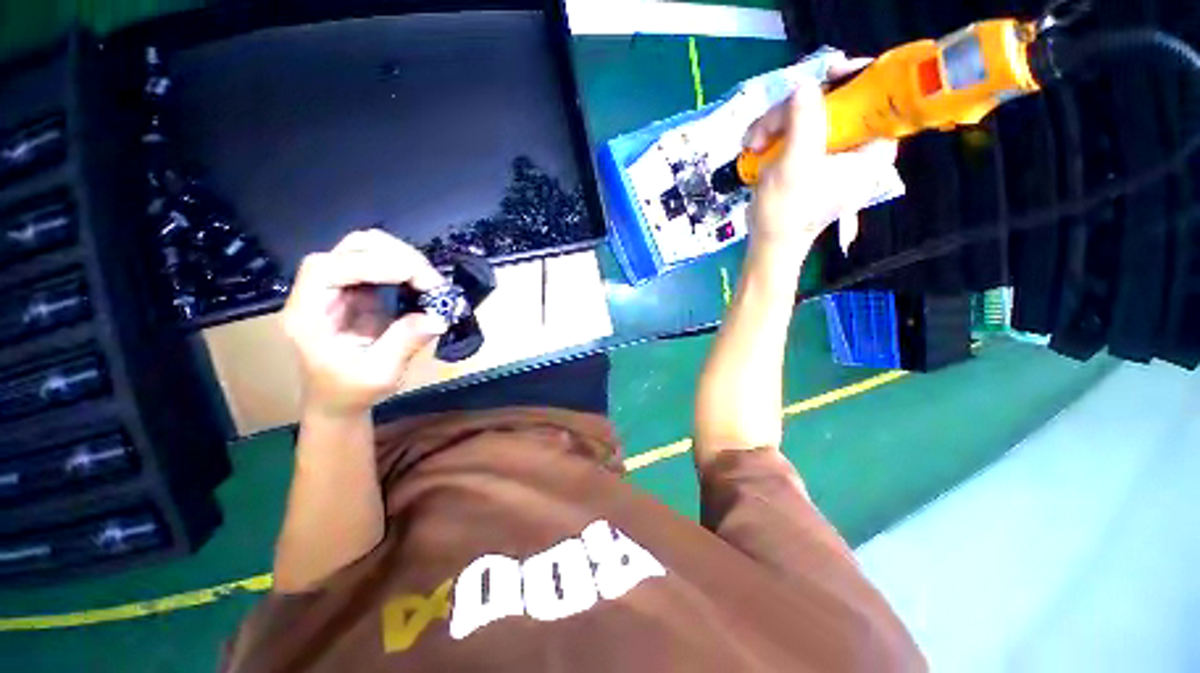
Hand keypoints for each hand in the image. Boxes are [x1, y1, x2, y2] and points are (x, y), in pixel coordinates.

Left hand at [282, 230, 447, 417]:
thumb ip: (405, 342)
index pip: (329, 269)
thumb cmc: (351, 391)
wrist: (340, 399)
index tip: (416, 277)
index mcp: (308, 314)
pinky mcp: (360, 290)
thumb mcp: (379, 374)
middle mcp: (320, 291)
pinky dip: (407, 267)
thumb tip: (439, 317)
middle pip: (351, 248)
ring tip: (431, 282)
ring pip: (368, 248)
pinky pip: (383, 263)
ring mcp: (341, 287)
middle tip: (432, 281)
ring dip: (404, 257)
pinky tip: (424, 284)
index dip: (373, 265)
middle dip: (396, 256)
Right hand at [745, 58, 897, 255]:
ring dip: (776, 124)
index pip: (877, 97)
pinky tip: (755, 146)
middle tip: (765, 127)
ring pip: (809, 115)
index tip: (826, 75)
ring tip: (752, 143)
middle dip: (796, 109)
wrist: (769, 244)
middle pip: (836, 102)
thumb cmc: (788, 212)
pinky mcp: (808, 159)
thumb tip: (804, 84)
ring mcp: (830, 152)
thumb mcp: (796, 166)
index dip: (856, 79)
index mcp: (871, 148)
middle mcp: (856, 146)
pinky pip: (795, 130)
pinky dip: (773, 134)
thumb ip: (805, 122)